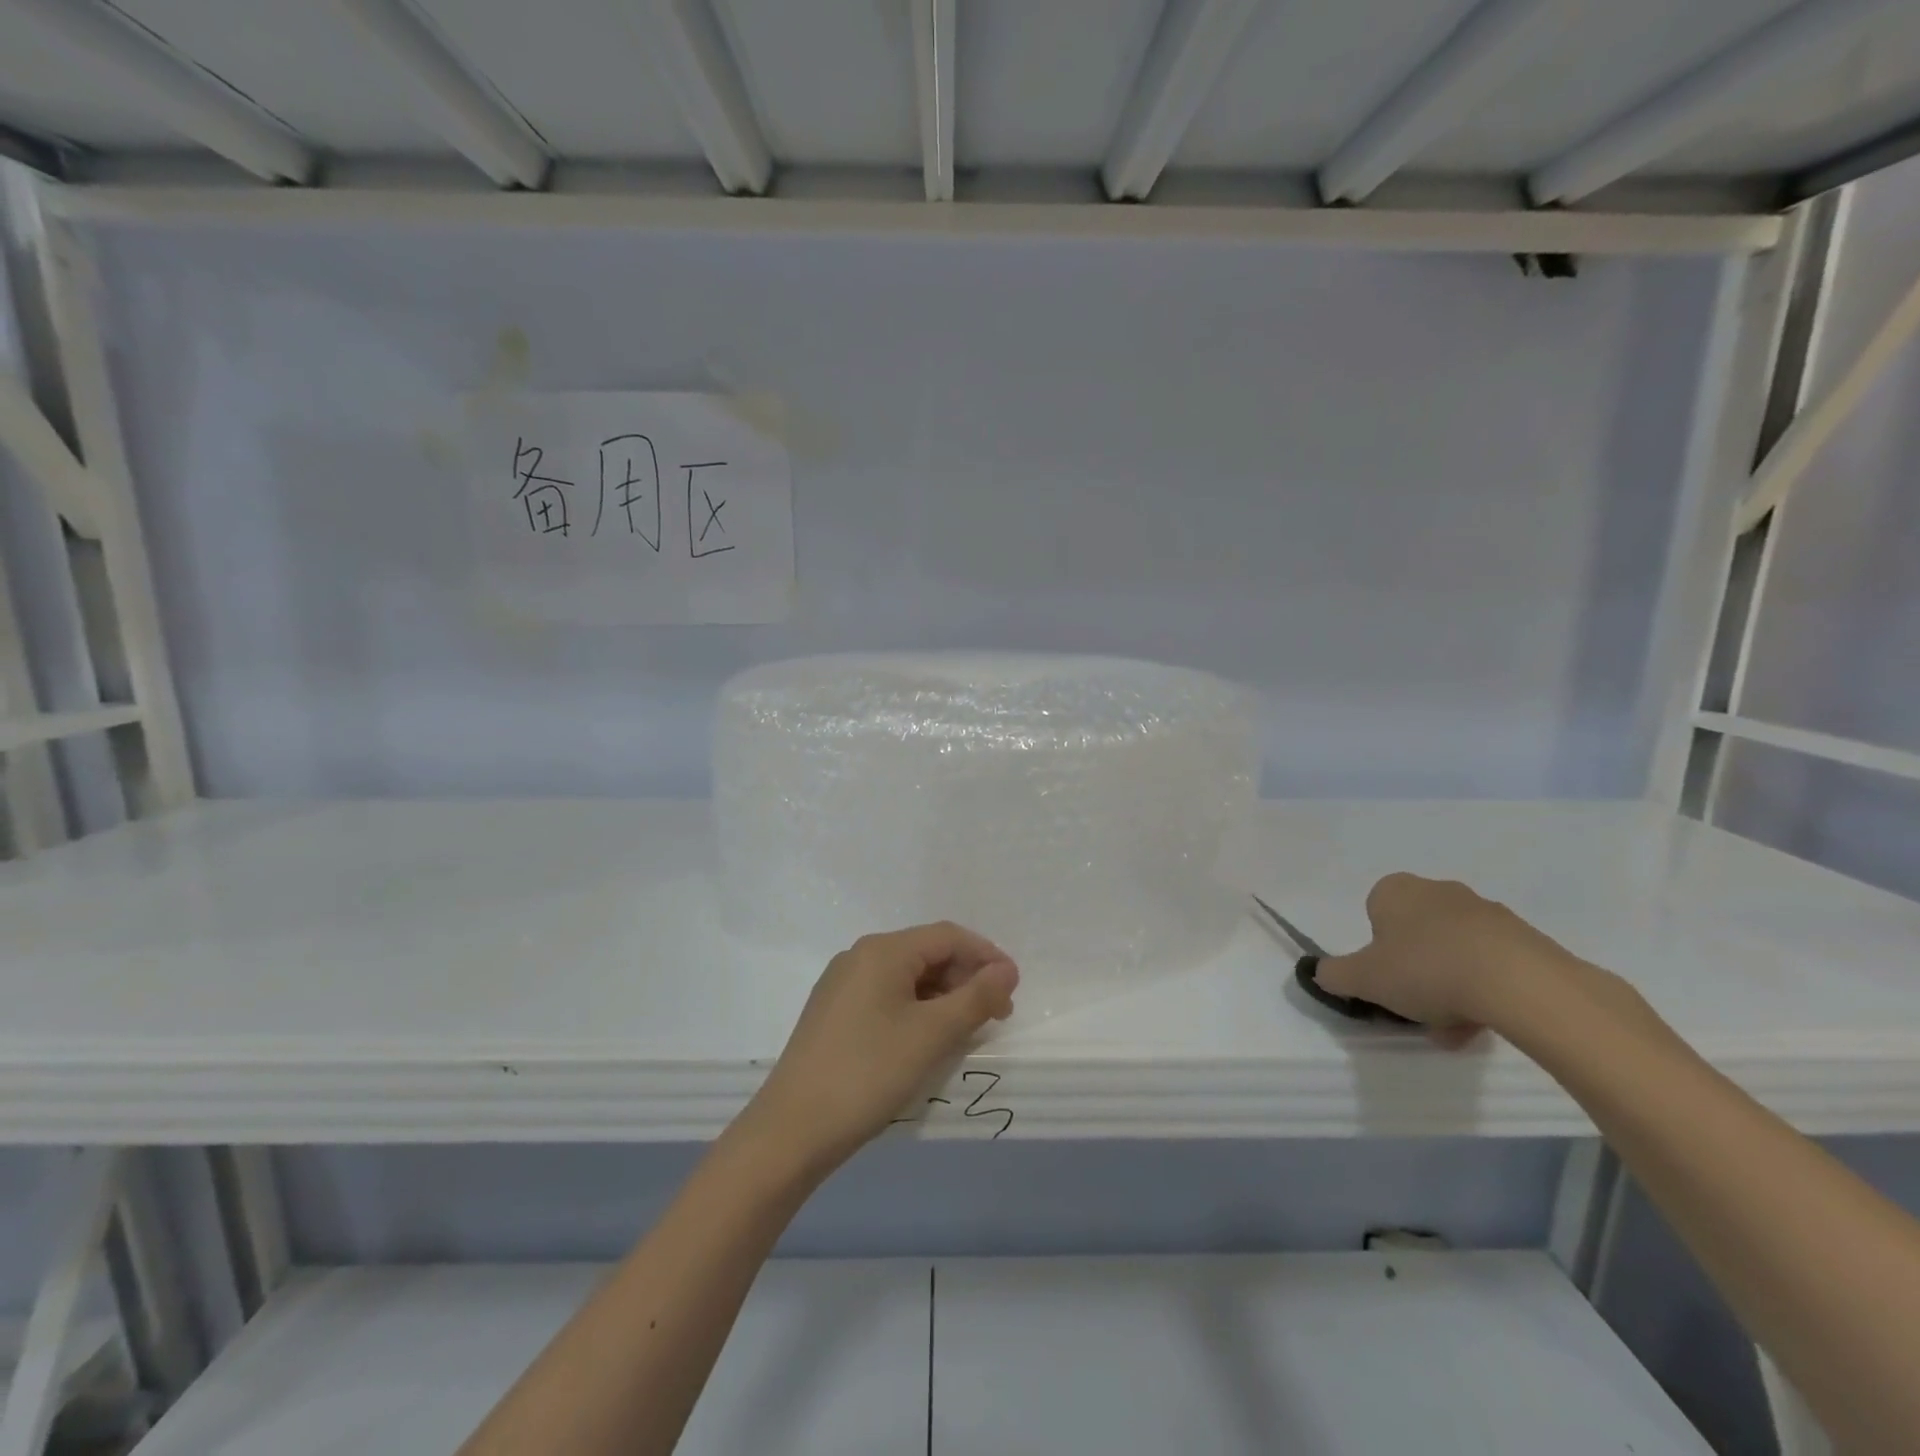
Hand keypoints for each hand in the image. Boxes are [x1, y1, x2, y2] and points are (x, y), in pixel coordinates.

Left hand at [736, 922, 1018, 1181]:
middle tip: (996, 1016)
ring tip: (967, 1031)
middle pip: (927, 953)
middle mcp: (860, 956)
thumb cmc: (868, 1072)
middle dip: (966, 978)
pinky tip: (928, 1039)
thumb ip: (976, 997)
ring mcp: (843, 985)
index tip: (1014, 989)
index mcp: (883, 950)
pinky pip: (887, 996)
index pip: (948, 936)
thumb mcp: (932, 1034)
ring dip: (943, 997)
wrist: (792, 1129)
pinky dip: (917, 1010)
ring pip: (907, 977)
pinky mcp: (834, 1013)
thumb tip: (1007, 969)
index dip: (986, 956)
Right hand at [1316, 873, 1581, 1047]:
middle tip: (1416, 1007)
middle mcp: (1438, 890)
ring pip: (1454, 952)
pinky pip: (1491, 963)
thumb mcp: (1362, 978)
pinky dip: (1484, 990)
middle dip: (1414, 971)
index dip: (1376, 948)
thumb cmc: (1426, 969)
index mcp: (1396, 890)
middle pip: (1416, 934)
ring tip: (1454, 1029)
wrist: (1520, 983)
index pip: (1375, 912)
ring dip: (1449, 986)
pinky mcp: (1525, 937)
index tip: (1385, 977)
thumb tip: (1322, 973)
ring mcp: (1486, 912)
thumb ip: (1334, 975)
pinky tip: (1485, 1022)